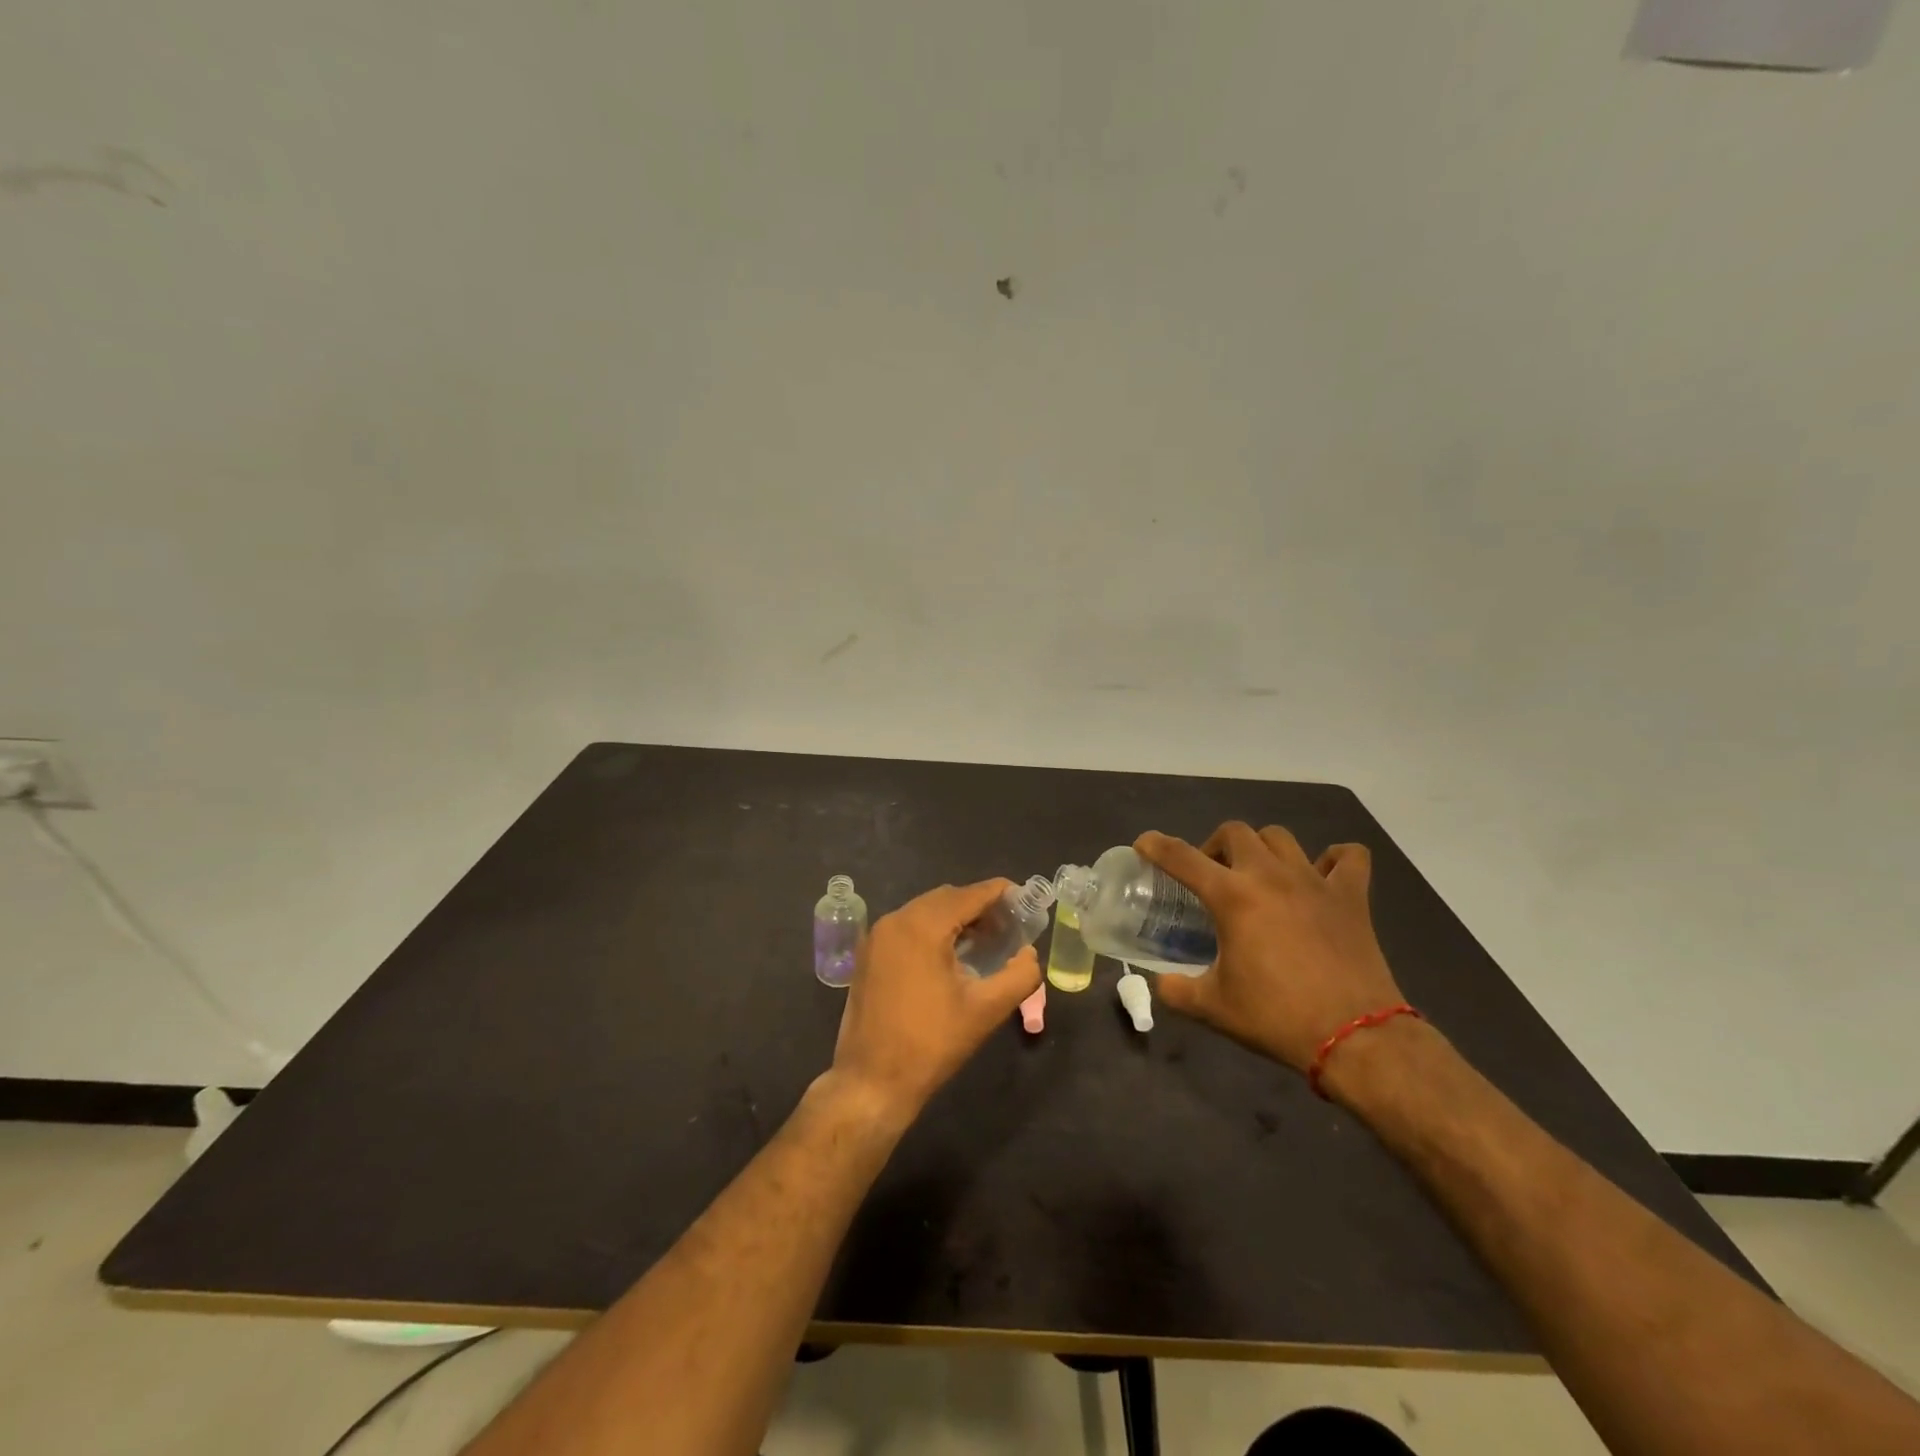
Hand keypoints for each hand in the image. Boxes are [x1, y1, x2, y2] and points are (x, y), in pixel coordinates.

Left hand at [830, 880, 1041, 1123]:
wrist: (871, 1082)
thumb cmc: (931, 1043)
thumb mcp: (986, 1010)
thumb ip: (1019, 975)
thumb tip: (1029, 954)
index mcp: (921, 926)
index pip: (969, 895)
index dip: (1000, 893)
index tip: (1025, 899)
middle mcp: (895, 920)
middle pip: (946, 898)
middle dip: (979, 906)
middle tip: (1009, 926)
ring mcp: (877, 937)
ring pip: (925, 911)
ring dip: (956, 918)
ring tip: (986, 940)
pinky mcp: (868, 954)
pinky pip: (907, 927)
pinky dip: (933, 930)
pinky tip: (952, 954)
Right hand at [1136, 823, 1405, 1074]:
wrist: (1355, 1037)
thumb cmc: (1277, 1018)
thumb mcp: (1213, 1008)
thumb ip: (1176, 990)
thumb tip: (1161, 983)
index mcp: (1232, 897)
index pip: (1182, 857)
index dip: (1156, 846)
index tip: (1144, 844)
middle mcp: (1270, 876)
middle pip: (1235, 832)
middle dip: (1214, 845)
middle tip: (1211, 875)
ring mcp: (1314, 881)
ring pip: (1281, 837)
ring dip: (1261, 848)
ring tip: (1257, 873)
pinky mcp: (1351, 897)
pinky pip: (1348, 857)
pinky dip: (1333, 859)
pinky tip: (1321, 875)